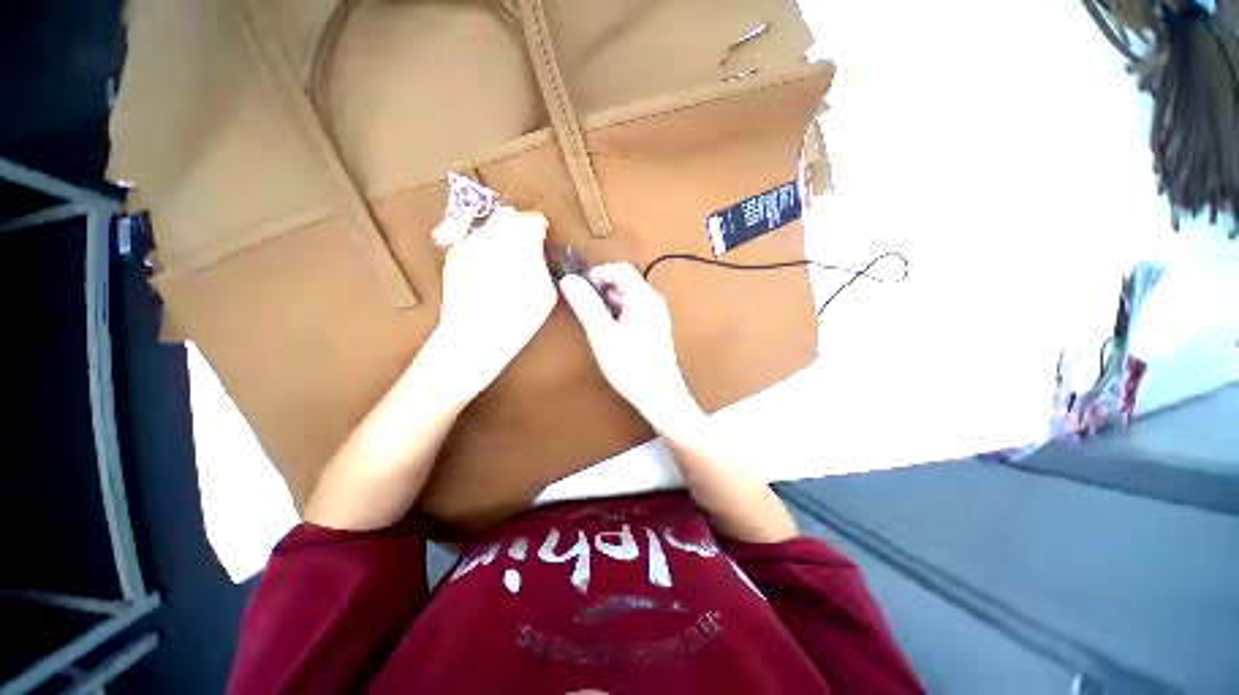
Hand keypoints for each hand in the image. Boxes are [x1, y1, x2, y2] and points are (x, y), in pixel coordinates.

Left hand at [432, 208, 557, 404]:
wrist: (476, 334)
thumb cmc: (519, 315)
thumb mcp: (547, 290)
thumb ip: (545, 264)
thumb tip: (540, 254)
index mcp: (522, 237)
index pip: (535, 219)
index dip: (541, 232)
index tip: (544, 244)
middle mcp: (494, 231)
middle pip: (511, 217)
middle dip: (520, 230)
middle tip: (527, 251)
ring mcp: (470, 241)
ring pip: (491, 226)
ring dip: (501, 238)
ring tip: (507, 262)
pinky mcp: (454, 254)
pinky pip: (474, 241)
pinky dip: (484, 249)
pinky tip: (488, 271)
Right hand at [560, 263, 701, 433]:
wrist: (660, 395)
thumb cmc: (631, 366)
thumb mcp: (602, 334)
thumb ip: (586, 305)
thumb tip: (569, 280)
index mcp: (643, 297)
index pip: (619, 268)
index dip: (597, 274)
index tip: (580, 290)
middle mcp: (654, 300)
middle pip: (625, 280)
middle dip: (602, 289)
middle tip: (586, 310)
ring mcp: (658, 313)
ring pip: (629, 295)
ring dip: (609, 302)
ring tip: (597, 324)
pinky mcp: (657, 327)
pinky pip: (635, 309)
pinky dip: (619, 312)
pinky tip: (612, 333)